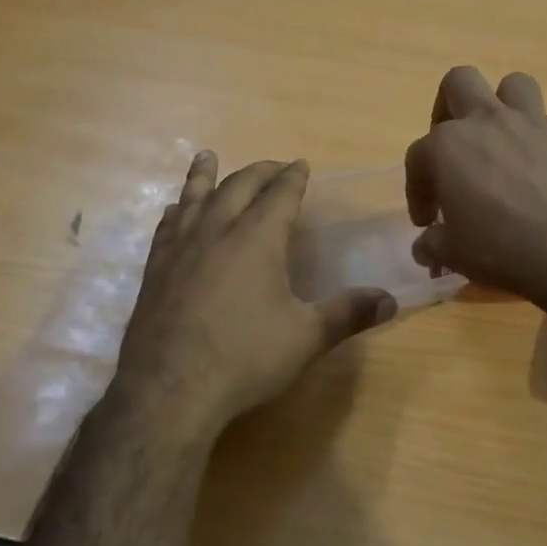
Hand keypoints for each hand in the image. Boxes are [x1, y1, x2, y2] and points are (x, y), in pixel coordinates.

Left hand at [111, 152, 396, 437]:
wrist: (169, 389)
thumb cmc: (244, 359)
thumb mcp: (306, 338)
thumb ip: (348, 314)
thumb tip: (391, 300)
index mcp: (257, 239)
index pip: (280, 195)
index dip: (293, 177)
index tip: (301, 164)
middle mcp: (217, 231)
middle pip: (239, 186)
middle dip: (259, 171)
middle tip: (274, 166)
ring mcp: (180, 248)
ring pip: (194, 197)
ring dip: (206, 175)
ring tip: (208, 156)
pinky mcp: (155, 268)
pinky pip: (167, 224)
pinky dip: (177, 208)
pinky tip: (175, 210)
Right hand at [404, 67, 546, 301]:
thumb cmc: (501, 248)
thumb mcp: (453, 254)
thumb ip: (433, 244)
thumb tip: (426, 247)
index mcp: (448, 146)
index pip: (417, 157)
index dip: (417, 190)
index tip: (428, 221)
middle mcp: (487, 121)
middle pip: (459, 83)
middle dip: (449, 107)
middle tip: (454, 145)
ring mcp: (533, 123)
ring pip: (513, 86)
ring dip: (503, 106)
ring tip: (502, 139)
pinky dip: (543, 140)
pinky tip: (544, 169)